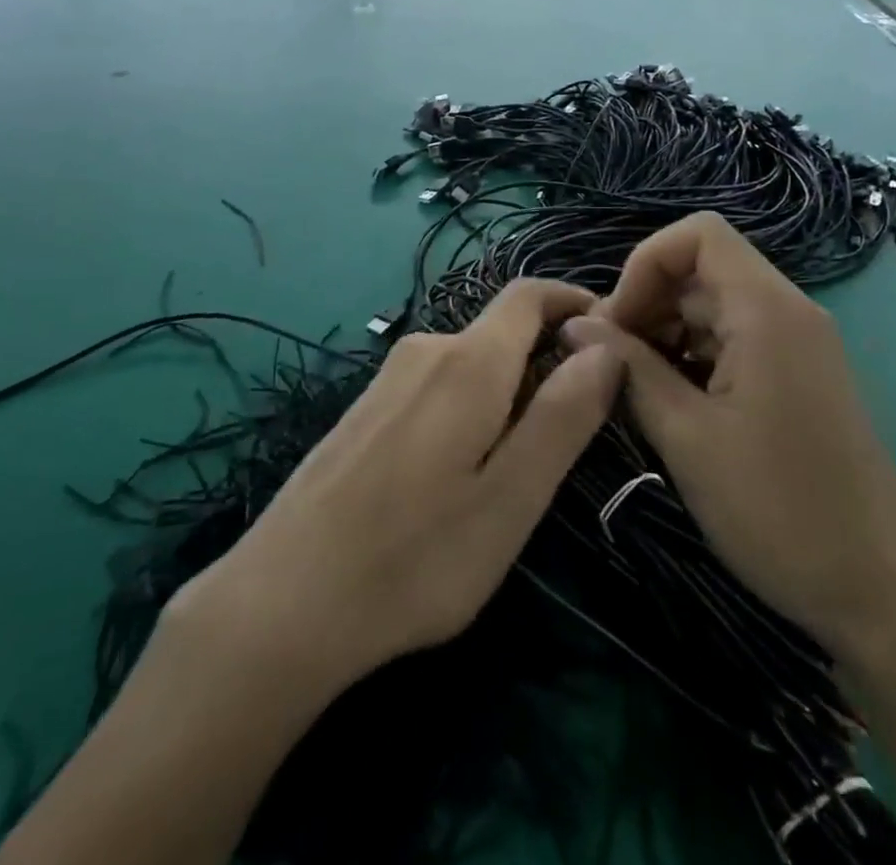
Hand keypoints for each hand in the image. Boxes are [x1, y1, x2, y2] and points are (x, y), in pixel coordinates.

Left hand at [172, 279, 622, 698]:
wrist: (283, 600)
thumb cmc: (415, 558)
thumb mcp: (511, 498)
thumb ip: (563, 415)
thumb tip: (607, 345)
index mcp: (468, 362)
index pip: (529, 294)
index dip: (574, 302)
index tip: (612, 338)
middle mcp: (425, 350)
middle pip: (501, 332)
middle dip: (546, 362)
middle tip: (573, 435)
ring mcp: (388, 378)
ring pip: (470, 363)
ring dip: (508, 392)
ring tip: (518, 468)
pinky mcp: (366, 408)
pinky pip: (437, 385)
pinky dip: (470, 407)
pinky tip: (458, 475)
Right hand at [562, 213, 895, 659]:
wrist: (875, 593)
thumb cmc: (775, 510)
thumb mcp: (685, 435)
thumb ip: (628, 367)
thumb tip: (575, 324)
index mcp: (767, 311)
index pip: (698, 234)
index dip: (645, 263)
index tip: (616, 322)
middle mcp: (789, 311)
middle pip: (702, 268)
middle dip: (647, 301)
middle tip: (610, 361)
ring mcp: (799, 344)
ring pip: (714, 305)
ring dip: (666, 331)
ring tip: (635, 386)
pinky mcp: (799, 375)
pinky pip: (735, 338)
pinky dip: (694, 354)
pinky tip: (672, 402)